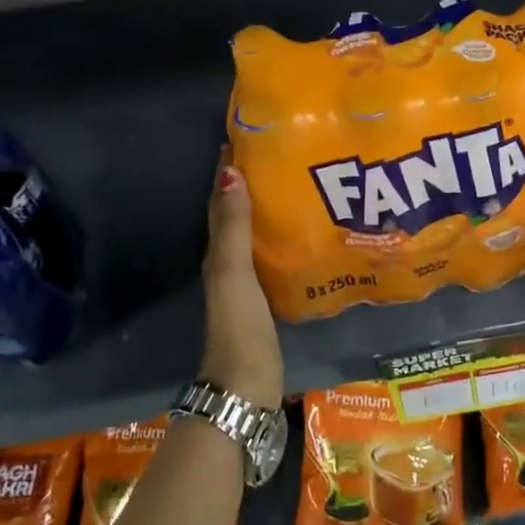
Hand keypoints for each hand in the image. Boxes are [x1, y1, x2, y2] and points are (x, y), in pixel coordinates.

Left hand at [200, 149, 284, 409]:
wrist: (246, 388)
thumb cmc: (240, 327)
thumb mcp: (234, 273)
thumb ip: (233, 227)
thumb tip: (230, 172)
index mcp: (218, 252)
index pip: (222, 200)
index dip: (229, 169)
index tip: (248, 136)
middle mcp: (229, 262)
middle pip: (237, 213)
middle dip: (252, 182)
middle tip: (282, 154)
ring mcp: (247, 283)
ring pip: (254, 233)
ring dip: (268, 208)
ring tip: (298, 183)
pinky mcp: (266, 299)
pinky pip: (271, 255)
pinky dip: (281, 236)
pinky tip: (305, 231)